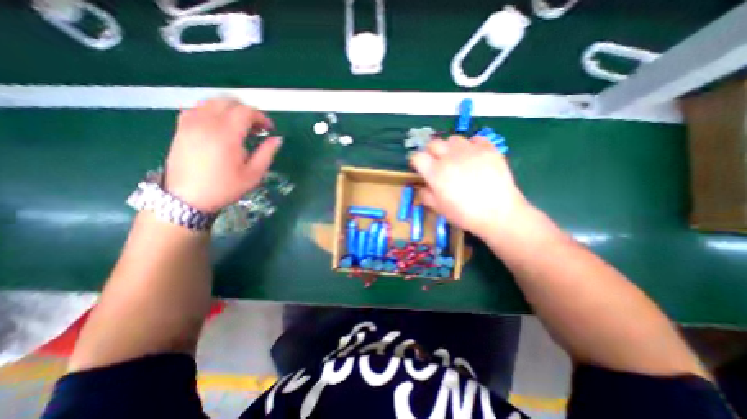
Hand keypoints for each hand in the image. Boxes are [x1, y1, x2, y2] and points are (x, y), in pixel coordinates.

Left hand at [164, 98, 282, 211]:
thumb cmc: (225, 188)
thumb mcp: (254, 174)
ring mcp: (190, 123)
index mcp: (227, 135)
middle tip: (256, 128)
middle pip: (229, 102)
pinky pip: (197, 108)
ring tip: (239, 126)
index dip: (261, 117)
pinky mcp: (181, 128)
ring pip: (212, 102)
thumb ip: (267, 153)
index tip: (269, 129)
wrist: (187, 198)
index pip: (246, 111)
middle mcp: (207, 123)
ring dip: (230, 109)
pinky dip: (212, 111)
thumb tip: (277, 139)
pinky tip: (219, 126)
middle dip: (247, 111)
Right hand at [408, 136, 529, 236]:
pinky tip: (473, 156)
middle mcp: (450, 157)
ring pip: (453, 139)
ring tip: (455, 158)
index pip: (418, 157)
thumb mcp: (439, 208)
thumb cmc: (464, 214)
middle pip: (433, 144)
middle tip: (435, 162)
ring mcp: (470, 150)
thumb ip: (425, 195)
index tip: (418, 167)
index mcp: (435, 172)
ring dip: (449, 148)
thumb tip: (423, 187)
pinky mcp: (488, 149)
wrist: (498, 213)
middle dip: (430, 152)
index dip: (415, 161)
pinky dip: (471, 146)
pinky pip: (475, 139)